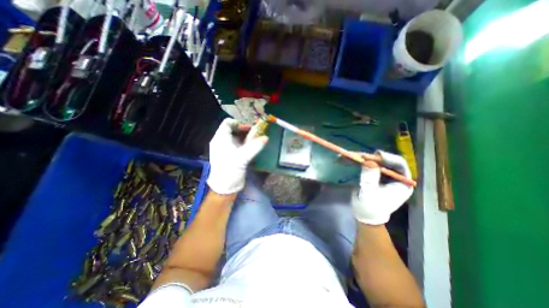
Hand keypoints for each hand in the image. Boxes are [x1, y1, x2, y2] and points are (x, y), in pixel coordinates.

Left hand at [207, 118, 269, 192]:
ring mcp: (226, 148)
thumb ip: (254, 146)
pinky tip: (252, 146)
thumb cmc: (230, 170)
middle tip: (255, 133)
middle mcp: (222, 141)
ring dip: (246, 137)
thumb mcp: (242, 157)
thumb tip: (266, 138)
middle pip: (232, 129)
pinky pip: (238, 144)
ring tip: (256, 139)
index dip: (238, 123)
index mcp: (220, 139)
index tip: (249, 129)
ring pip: (236, 137)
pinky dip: (245, 143)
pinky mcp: (230, 154)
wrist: (225, 187)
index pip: (227, 123)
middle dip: (244, 130)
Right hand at [352, 150, 411, 224]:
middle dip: (371, 157)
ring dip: (361, 158)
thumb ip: (369, 178)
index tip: (374, 155)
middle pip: (385, 160)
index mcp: (402, 182)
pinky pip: (367, 164)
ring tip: (349, 155)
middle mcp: (395, 176)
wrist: (364, 214)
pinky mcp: (374, 174)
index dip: (388, 158)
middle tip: (357, 155)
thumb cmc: (370, 207)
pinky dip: (357, 161)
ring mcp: (384, 174)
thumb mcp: (369, 194)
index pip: (399, 164)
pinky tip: (348, 159)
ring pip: (375, 161)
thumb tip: (369, 162)